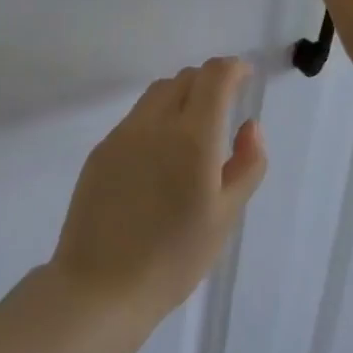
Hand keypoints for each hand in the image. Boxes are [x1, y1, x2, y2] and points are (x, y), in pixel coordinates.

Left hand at [51, 57, 266, 327]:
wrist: (102, 285)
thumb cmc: (174, 258)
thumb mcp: (225, 217)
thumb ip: (246, 165)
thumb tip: (251, 126)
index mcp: (192, 137)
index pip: (213, 77)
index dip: (232, 68)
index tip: (245, 76)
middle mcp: (155, 124)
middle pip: (183, 79)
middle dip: (208, 81)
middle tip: (224, 105)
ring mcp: (122, 135)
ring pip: (156, 95)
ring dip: (180, 96)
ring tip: (193, 128)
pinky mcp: (101, 150)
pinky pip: (135, 118)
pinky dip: (156, 118)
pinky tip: (160, 154)